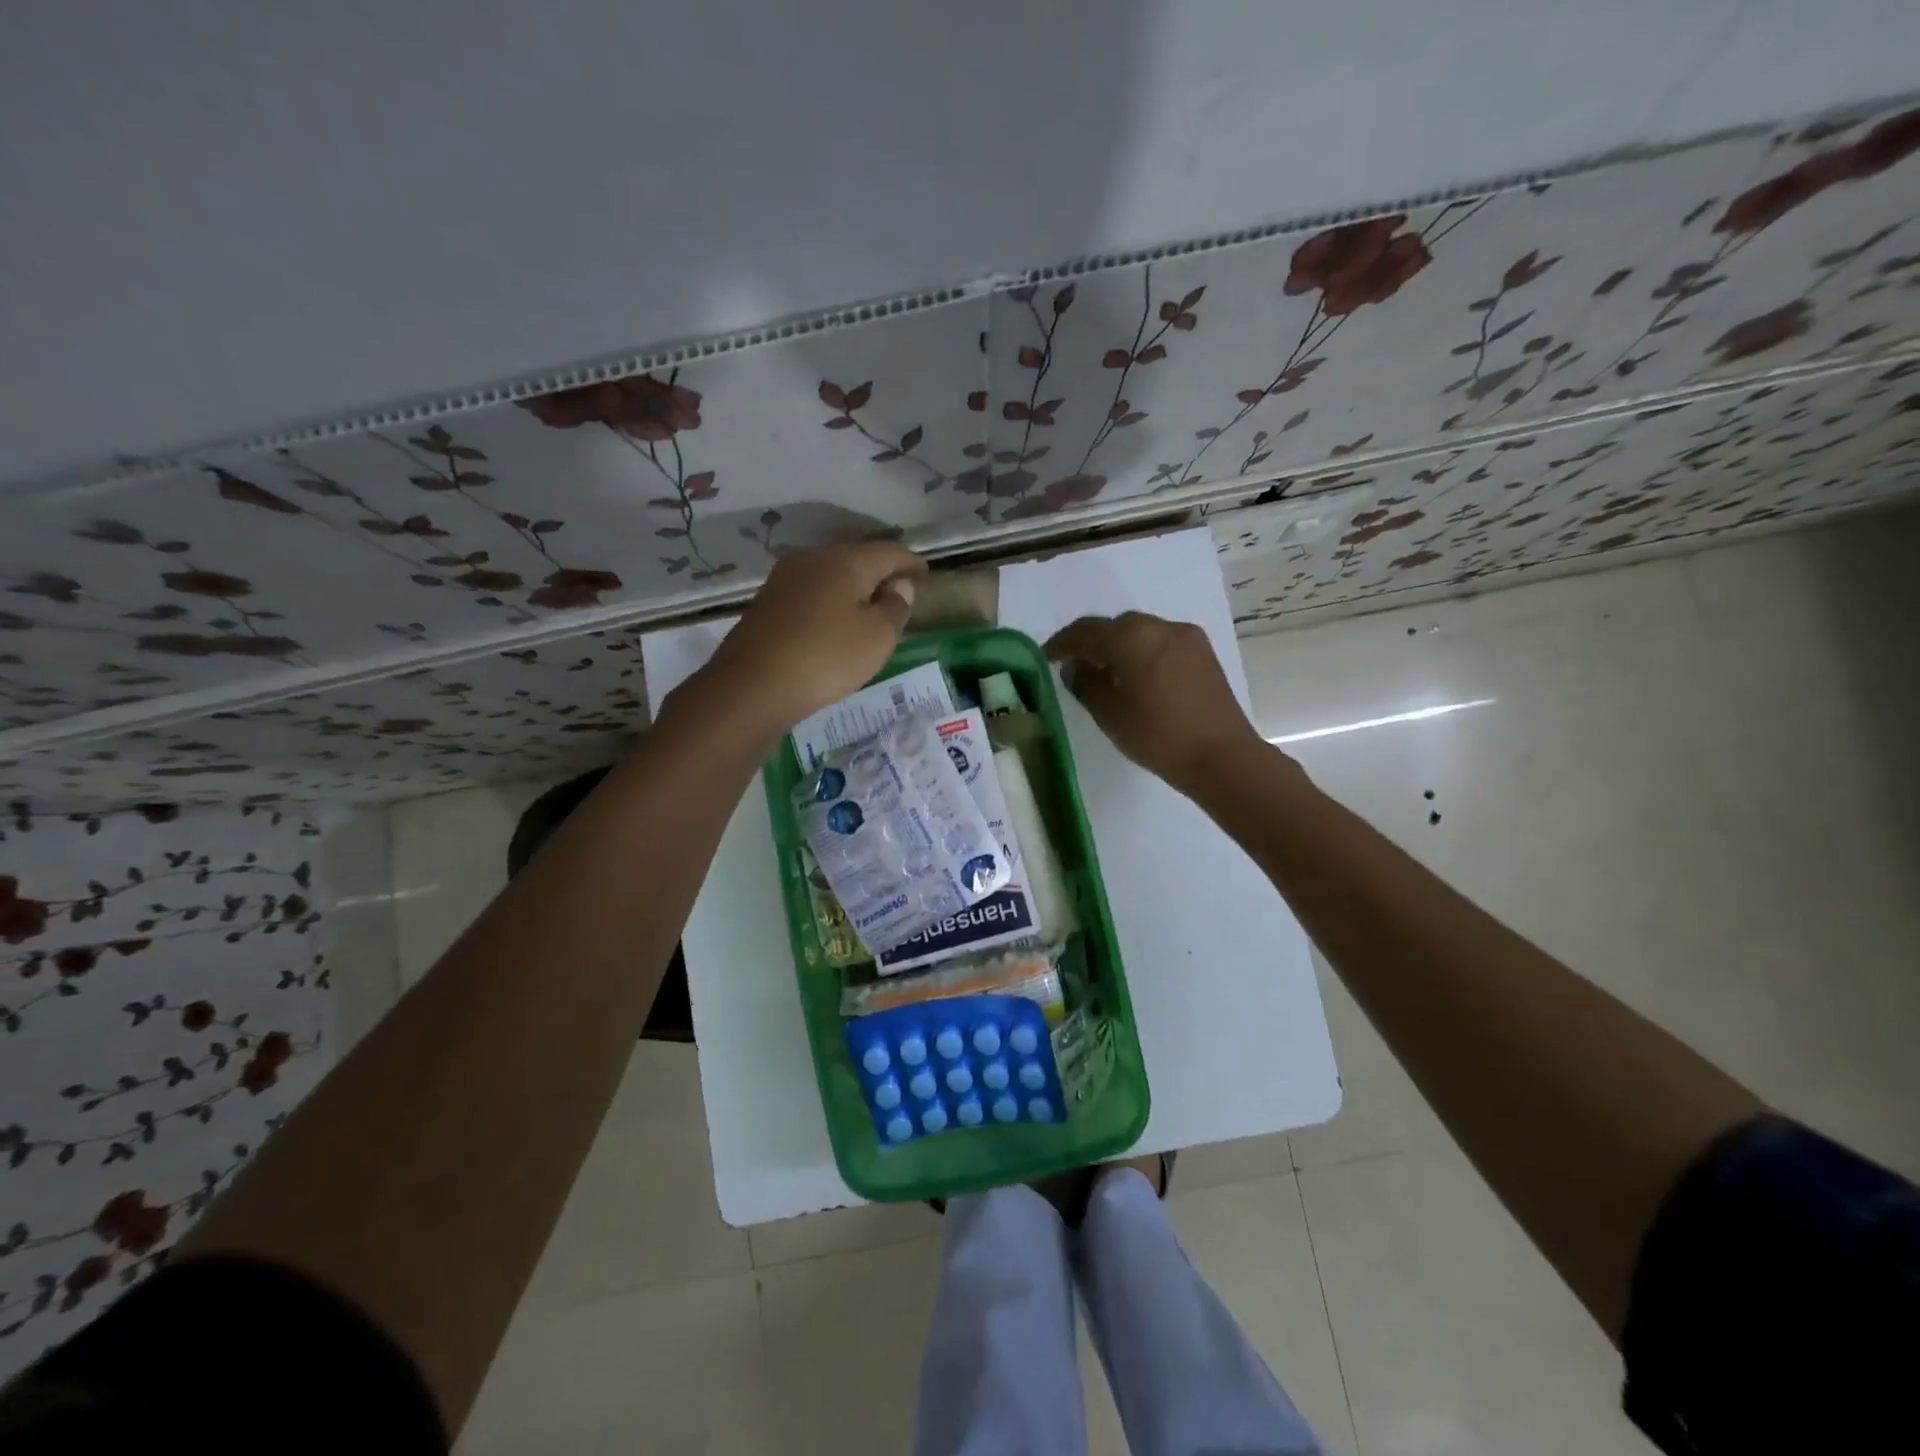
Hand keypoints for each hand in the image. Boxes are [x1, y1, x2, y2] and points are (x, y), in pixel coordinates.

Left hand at [690, 541, 926, 733]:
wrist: (752, 686)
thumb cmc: (826, 657)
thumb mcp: (877, 638)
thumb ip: (895, 607)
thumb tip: (899, 586)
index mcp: (846, 560)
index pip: (889, 551)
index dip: (911, 561)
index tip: (926, 572)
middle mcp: (813, 558)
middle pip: (856, 557)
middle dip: (880, 571)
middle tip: (899, 590)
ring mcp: (785, 578)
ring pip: (831, 574)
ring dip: (853, 587)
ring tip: (870, 607)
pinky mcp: (768, 602)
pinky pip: (811, 592)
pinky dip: (831, 601)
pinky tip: (835, 620)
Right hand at [1045, 611, 1264, 795]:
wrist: (1222, 756)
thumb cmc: (1157, 734)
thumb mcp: (1109, 713)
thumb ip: (1085, 684)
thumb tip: (1074, 668)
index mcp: (1132, 636)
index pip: (1086, 631)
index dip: (1062, 643)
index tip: (1045, 656)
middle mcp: (1160, 626)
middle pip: (1115, 627)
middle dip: (1091, 643)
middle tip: (1073, 665)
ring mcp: (1186, 638)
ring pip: (1140, 633)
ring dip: (1118, 648)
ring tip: (1102, 673)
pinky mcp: (1203, 655)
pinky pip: (1161, 645)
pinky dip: (1141, 654)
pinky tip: (1134, 678)